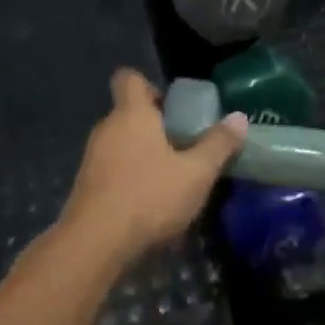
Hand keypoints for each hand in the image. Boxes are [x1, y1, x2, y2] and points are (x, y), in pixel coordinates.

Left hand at [61, 69, 247, 266]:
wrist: (93, 246)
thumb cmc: (148, 197)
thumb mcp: (195, 174)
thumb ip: (218, 145)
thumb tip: (239, 117)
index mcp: (132, 113)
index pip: (129, 78)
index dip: (149, 85)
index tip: (171, 106)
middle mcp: (107, 128)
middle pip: (128, 112)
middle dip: (154, 125)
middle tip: (182, 145)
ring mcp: (91, 157)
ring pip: (120, 142)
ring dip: (141, 154)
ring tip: (169, 178)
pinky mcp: (85, 186)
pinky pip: (110, 169)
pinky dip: (128, 178)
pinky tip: (147, 204)